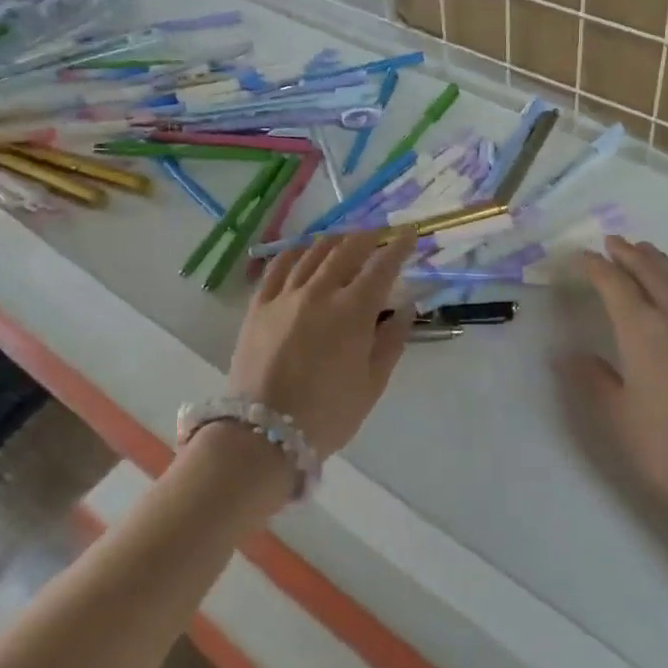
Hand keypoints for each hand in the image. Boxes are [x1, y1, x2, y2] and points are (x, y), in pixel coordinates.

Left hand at [226, 231, 415, 457]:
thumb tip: (405, 308)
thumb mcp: (372, 383)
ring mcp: (285, 296)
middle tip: (379, 232)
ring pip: (312, 253)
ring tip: (345, 237)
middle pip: (346, 250)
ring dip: (334, 240)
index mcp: (353, 311)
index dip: (398, 246)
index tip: (409, 232)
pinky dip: (294, 253)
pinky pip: (277, 268)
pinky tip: (302, 250)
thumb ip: (392, 341)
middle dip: (367, 236)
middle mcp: (320, 292)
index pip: (382, 266)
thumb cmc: (328, 414)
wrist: (263, 435)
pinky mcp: (258, 306)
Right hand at [566, 236, 667, 525]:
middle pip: (650, 271)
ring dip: (657, 261)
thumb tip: (571, 354)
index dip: (595, 267)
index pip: (614, 285)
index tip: (580, 257)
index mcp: (642, 331)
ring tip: (643, 251)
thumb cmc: (664, 447)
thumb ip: (593, 378)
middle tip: (611, 243)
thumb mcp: (616, 415)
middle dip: (628, 254)